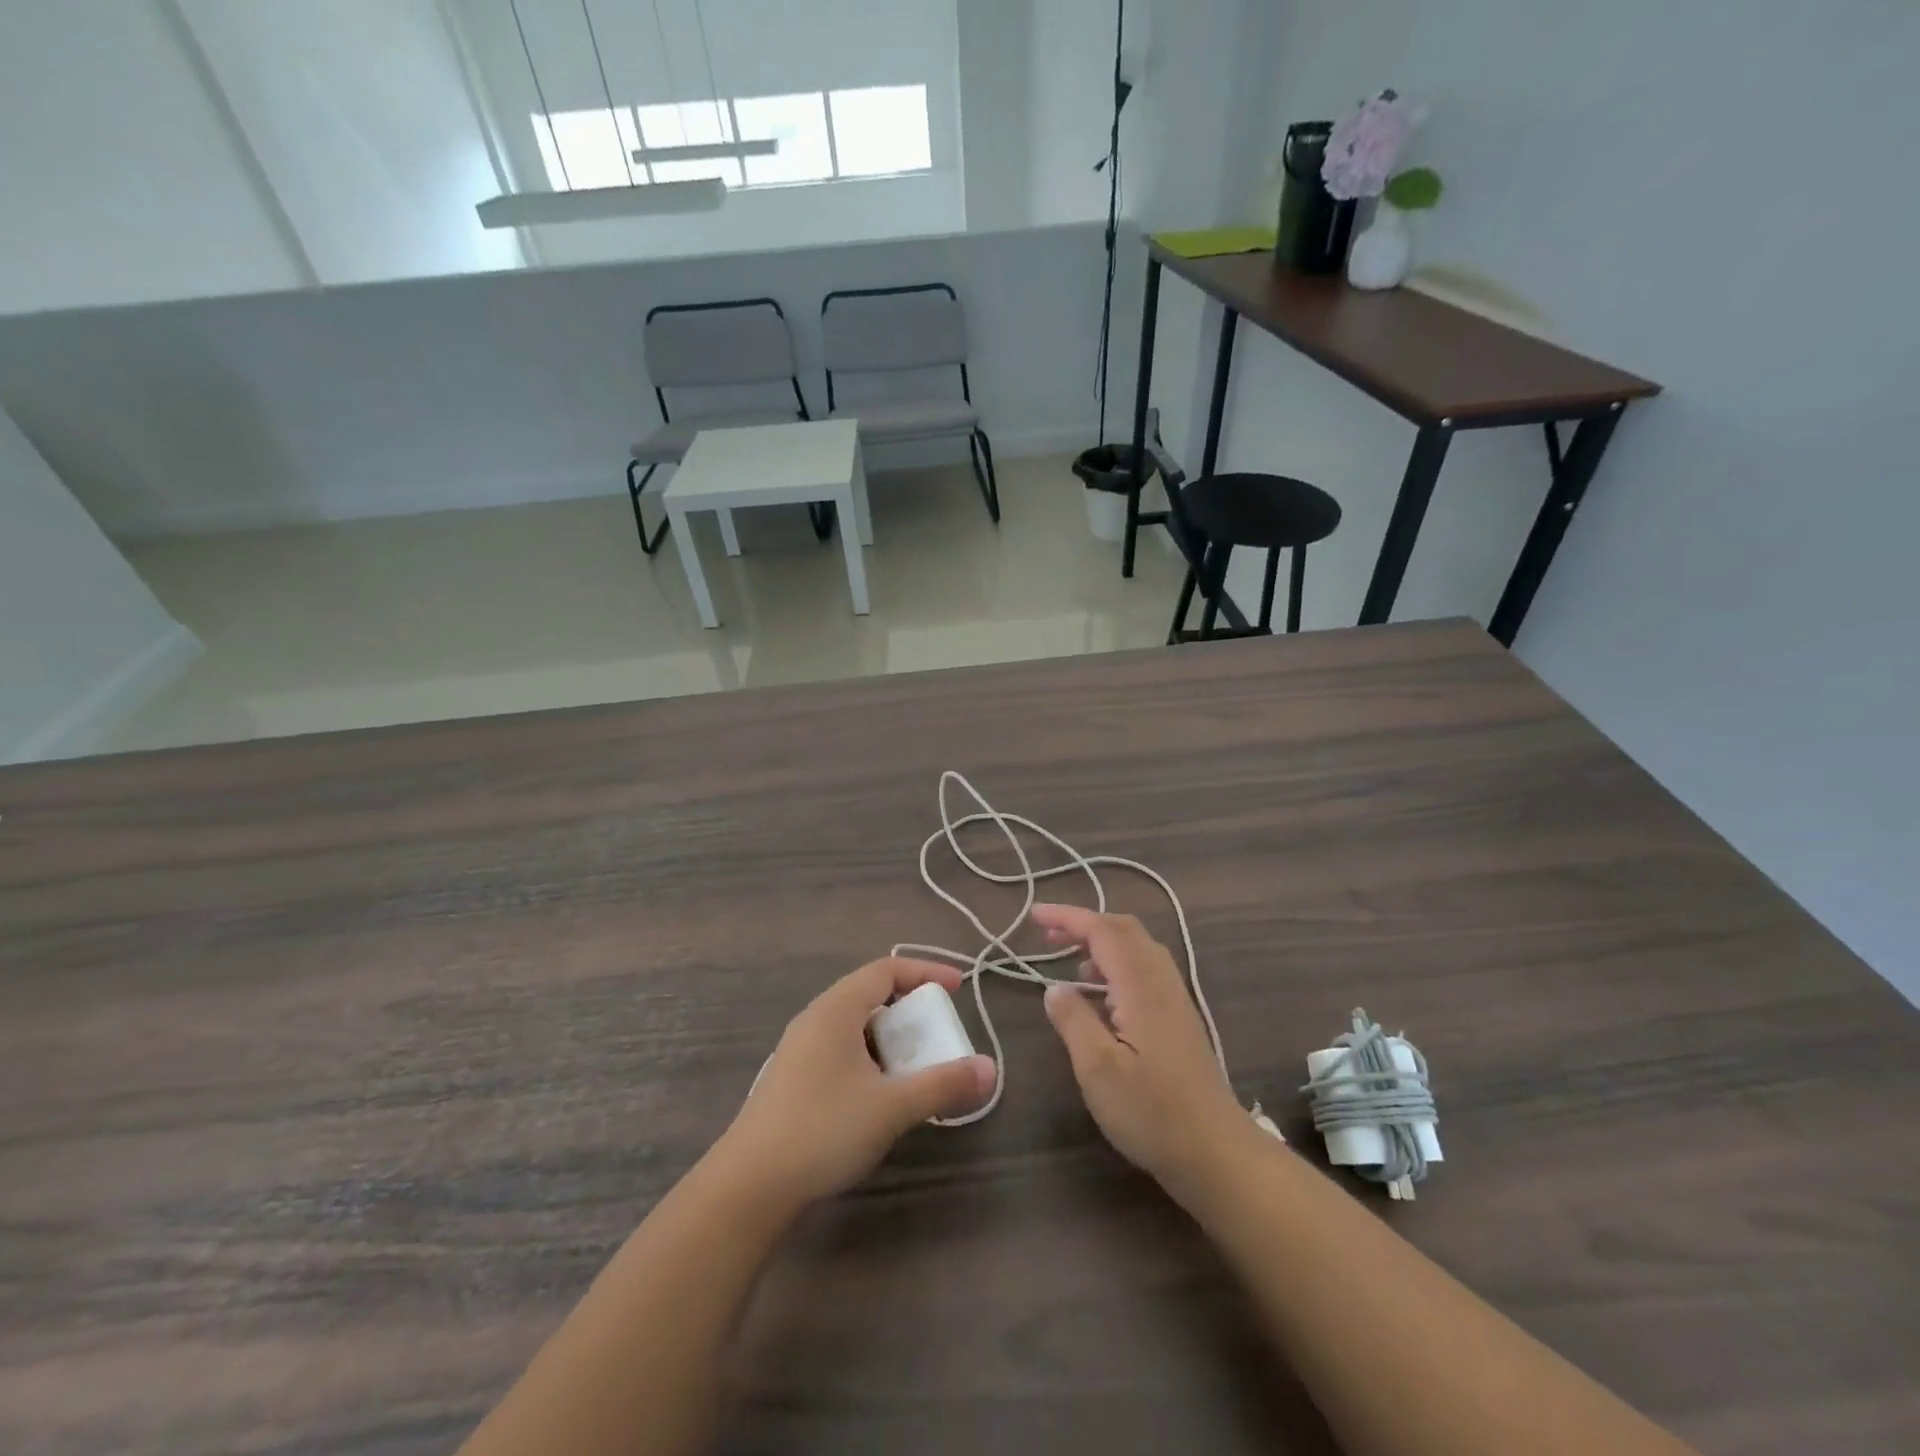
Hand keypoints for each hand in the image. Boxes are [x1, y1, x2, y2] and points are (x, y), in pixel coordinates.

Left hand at [714, 957, 995, 1210]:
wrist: (749, 1186)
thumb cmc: (823, 1130)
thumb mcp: (892, 1107)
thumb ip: (943, 1084)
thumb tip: (990, 1069)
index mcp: (836, 1008)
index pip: (886, 969)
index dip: (925, 972)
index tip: (958, 988)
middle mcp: (816, 1018)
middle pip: (870, 994)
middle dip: (910, 1009)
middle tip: (939, 1034)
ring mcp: (800, 1049)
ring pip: (856, 1026)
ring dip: (891, 1038)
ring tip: (915, 1067)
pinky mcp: (793, 1079)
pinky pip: (842, 1050)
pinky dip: (871, 1058)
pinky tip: (880, 1095)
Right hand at [1036, 904, 1250, 1195]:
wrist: (1216, 1152)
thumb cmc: (1151, 1112)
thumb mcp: (1097, 1069)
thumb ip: (1073, 1020)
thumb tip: (1054, 988)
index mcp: (1140, 985)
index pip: (1102, 931)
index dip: (1067, 917)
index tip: (1033, 915)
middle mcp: (1161, 981)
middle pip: (1124, 929)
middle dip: (1084, 923)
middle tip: (1047, 934)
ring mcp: (1175, 998)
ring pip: (1137, 947)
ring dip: (1101, 941)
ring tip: (1067, 959)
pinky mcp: (1179, 1018)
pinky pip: (1145, 968)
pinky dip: (1116, 963)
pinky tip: (1100, 993)